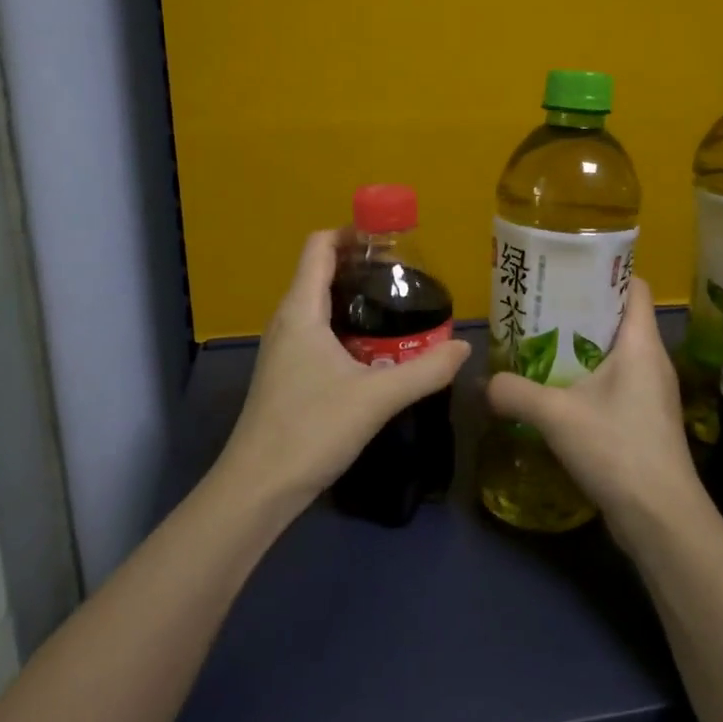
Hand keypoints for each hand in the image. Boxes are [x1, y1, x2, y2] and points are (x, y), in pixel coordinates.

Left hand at [215, 231, 471, 517]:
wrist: (258, 488)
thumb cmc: (311, 430)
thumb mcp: (377, 398)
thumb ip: (426, 371)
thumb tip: (464, 347)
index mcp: (301, 310)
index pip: (319, 246)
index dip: (352, 232)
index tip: (391, 240)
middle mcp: (287, 321)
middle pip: (321, 272)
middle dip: (362, 266)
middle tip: (407, 277)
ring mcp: (283, 349)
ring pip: (320, 305)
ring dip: (356, 299)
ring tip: (398, 309)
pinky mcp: (286, 374)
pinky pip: (318, 332)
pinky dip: (347, 327)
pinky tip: (376, 351)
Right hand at [487, 279, 710, 548]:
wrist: (661, 518)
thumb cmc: (617, 449)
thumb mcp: (557, 416)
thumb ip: (515, 392)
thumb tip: (484, 382)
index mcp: (641, 343)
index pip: (633, 286)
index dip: (603, 271)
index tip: (565, 270)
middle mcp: (651, 360)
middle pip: (619, 317)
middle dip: (580, 309)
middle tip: (538, 307)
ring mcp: (651, 391)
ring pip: (614, 352)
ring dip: (580, 346)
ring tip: (539, 344)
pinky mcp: (644, 419)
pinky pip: (614, 382)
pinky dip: (587, 377)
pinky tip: (556, 390)